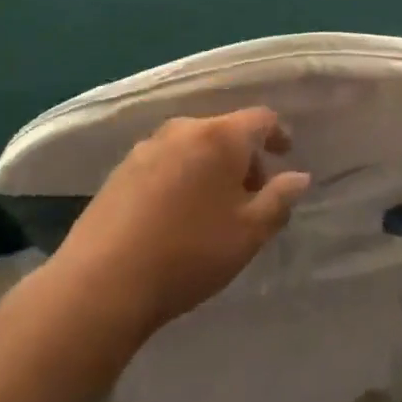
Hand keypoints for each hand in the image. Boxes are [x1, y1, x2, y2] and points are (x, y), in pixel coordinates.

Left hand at [49, 109, 310, 343]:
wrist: (102, 282)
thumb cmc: (190, 252)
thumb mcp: (250, 233)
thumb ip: (280, 199)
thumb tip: (299, 177)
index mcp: (220, 136)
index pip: (261, 118)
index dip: (278, 134)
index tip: (286, 155)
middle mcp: (183, 130)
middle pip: (225, 131)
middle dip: (244, 158)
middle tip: (251, 195)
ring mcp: (146, 147)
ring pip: (193, 146)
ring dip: (211, 167)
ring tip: (213, 208)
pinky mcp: (120, 170)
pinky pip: (165, 161)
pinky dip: (182, 176)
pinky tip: (177, 214)